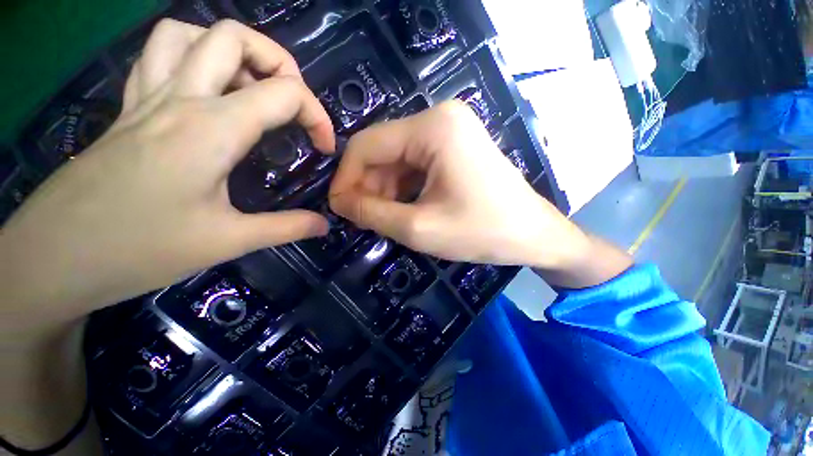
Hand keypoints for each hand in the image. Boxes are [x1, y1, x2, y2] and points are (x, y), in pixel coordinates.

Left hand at [0, 19, 334, 329]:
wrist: (54, 259)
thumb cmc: (139, 250)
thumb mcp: (228, 242)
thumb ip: (286, 228)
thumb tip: (324, 225)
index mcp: (211, 129)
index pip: (284, 94)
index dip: (318, 117)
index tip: (324, 149)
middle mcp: (179, 98)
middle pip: (234, 37)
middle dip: (280, 62)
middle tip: (294, 103)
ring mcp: (147, 98)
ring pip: (190, 33)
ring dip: (232, 51)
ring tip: (253, 87)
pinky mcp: (128, 110)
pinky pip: (159, 56)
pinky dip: (192, 57)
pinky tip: (206, 89)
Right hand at [329, 101, 588, 268]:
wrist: (533, 235)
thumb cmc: (481, 232)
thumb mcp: (418, 227)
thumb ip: (371, 213)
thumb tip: (339, 202)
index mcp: (432, 128)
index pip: (367, 145)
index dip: (346, 177)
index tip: (339, 208)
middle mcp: (439, 119)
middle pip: (383, 151)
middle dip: (367, 186)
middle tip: (362, 219)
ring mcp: (449, 131)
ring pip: (398, 160)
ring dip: (385, 189)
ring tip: (383, 219)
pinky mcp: (454, 147)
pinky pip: (415, 165)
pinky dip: (402, 188)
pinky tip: (402, 209)